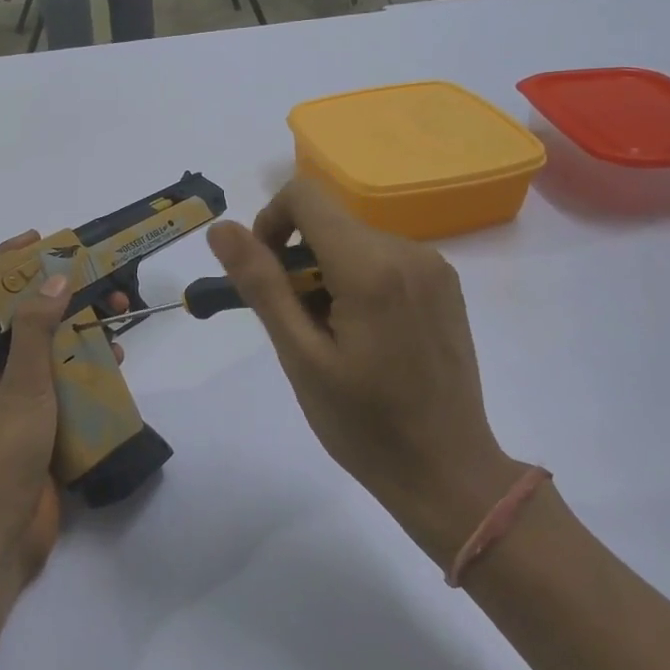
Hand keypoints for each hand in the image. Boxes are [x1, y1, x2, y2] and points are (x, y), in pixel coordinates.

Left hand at [0, 234, 129, 584]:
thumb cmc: (0, 453)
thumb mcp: (20, 384)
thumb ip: (35, 329)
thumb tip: (55, 276)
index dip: (2, 259)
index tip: (40, 242)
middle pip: (17, 313)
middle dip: (55, 292)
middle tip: (95, 279)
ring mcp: (12, 395)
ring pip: (45, 345)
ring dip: (77, 327)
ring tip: (116, 316)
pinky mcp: (37, 420)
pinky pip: (62, 379)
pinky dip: (85, 364)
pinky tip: (116, 362)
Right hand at [207, 180, 521, 566]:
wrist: (448, 472)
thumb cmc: (364, 424)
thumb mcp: (300, 356)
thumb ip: (261, 283)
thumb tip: (221, 228)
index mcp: (371, 266)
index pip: (304, 196)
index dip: (270, 223)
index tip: (267, 276)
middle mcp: (409, 251)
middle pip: (329, 222)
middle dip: (298, 260)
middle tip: (296, 325)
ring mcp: (434, 267)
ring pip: (354, 241)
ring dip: (327, 274)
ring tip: (331, 338)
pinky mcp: (446, 285)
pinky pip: (384, 260)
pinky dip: (358, 282)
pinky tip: (364, 337)